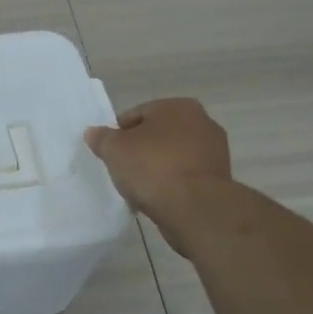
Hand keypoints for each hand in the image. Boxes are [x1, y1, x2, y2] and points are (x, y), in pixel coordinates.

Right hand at [84, 98, 232, 224]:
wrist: (194, 207)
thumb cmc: (152, 167)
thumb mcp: (114, 150)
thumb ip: (102, 138)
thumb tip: (93, 132)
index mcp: (178, 107)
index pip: (137, 114)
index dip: (118, 133)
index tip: (108, 153)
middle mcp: (202, 122)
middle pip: (157, 135)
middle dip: (140, 150)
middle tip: (122, 169)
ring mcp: (214, 151)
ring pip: (172, 156)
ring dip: (156, 168)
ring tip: (139, 188)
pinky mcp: (219, 178)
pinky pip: (185, 176)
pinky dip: (171, 183)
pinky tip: (157, 198)